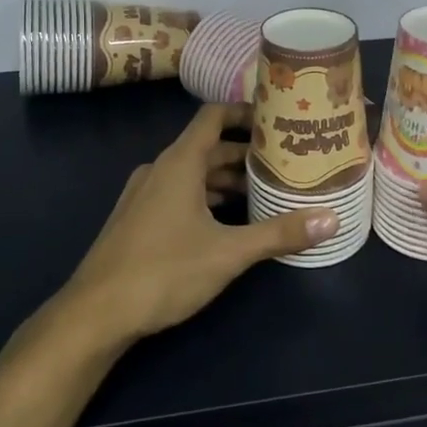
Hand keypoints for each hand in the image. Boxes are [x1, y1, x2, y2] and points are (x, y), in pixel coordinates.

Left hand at [58, 103, 338, 346]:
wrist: (95, 314)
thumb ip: (280, 234)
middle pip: (208, 148)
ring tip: (266, 193)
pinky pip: (179, 194)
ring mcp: (144, 195)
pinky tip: (230, 223)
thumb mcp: (229, 253)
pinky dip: (207, 198)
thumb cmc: (163, 271)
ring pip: (193, 175)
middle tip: (286, 162)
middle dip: (246, 154)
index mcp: (179, 163)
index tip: (278, 119)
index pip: (213, 116)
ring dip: (227, 180)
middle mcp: (160, 169)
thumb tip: (332, 220)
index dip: (245, 112)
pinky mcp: (138, 219)